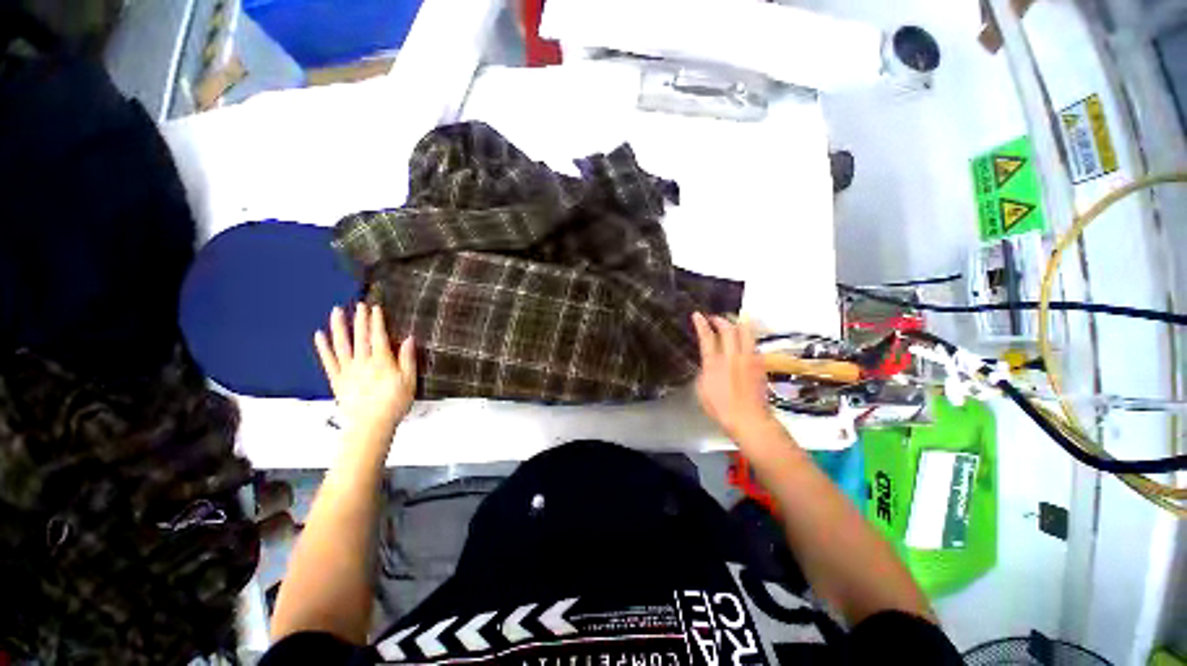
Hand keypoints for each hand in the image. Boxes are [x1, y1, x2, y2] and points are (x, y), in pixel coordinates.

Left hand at [314, 304, 415, 442]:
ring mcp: (348, 370)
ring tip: (336, 312)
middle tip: (358, 305)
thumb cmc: (394, 403)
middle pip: (360, 337)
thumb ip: (408, 359)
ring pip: (342, 344)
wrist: (371, 424)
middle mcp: (363, 362)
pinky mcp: (337, 379)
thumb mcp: (409, 381)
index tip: (375, 308)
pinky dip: (323, 347)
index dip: (376, 321)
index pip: (378, 336)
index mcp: (382, 361)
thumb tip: (408, 339)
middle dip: (360, 319)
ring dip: (339, 327)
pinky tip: (319, 336)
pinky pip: (328, 361)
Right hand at [692, 313, 777, 441]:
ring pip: (745, 332)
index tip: (697, 315)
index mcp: (715, 363)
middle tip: (714, 318)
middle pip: (728, 329)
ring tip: (730, 324)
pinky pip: (753, 343)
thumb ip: (705, 370)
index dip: (701, 324)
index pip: (707, 337)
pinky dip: (746, 337)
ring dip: (736, 324)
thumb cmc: (720, 407)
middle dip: (720, 320)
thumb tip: (709, 361)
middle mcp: (732, 356)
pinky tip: (742, 341)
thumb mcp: (702, 389)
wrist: (749, 419)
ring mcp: (749, 358)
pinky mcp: (759, 364)